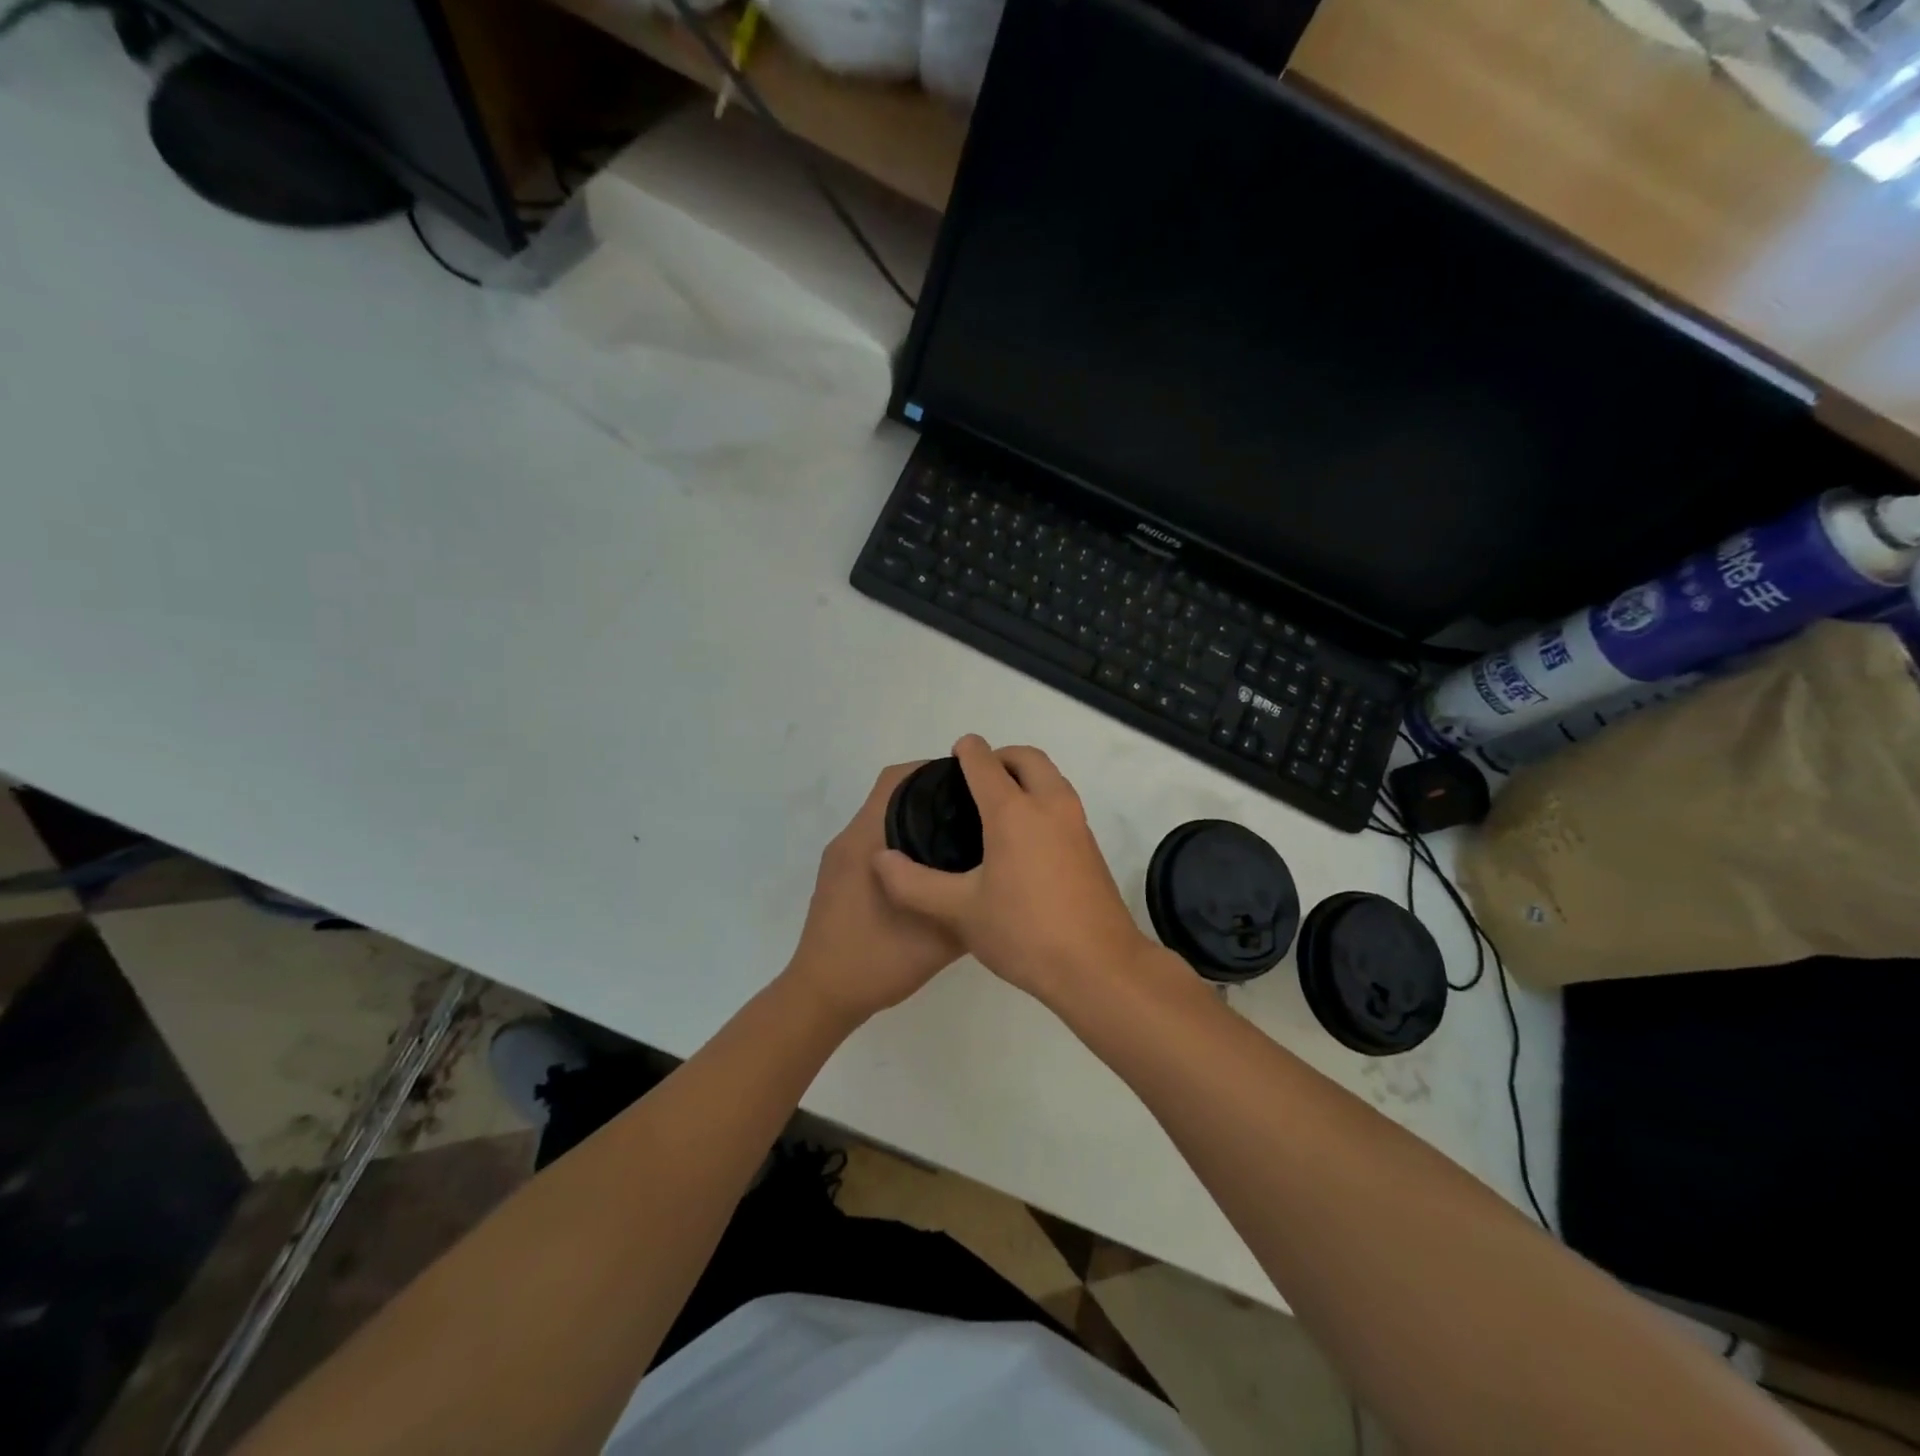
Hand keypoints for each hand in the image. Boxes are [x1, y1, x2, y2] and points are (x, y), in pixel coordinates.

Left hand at [785, 762, 964, 1025]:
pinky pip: (876, 841)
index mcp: (867, 841)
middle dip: (932, 792)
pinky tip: (933, 867)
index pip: (897, 780)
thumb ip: (968, 905)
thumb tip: (997, 880)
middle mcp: (850, 840)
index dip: (932, 770)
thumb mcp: (937, 938)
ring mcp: (841, 860)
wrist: (822, 996)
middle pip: (892, 794)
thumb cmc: (875, 961)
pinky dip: (903, 840)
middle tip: (975, 807)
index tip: (971, 781)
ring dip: (917, 817)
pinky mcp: (839, 878)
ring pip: (883, 818)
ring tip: (961, 833)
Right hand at [873, 735, 1155, 1001]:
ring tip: (997, 804)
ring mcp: (1077, 824)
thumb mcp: (960, 911)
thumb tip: (881, 859)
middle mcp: (1050, 806)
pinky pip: (1063, 803)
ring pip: (1051, 778)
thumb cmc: (1025, 932)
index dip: (967, 750)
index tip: (954, 753)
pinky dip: (1042, 799)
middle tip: (976, 777)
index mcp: (1014, 812)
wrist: (1099, 967)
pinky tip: (1023, 838)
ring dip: (1026, 776)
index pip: (986, 763)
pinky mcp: (1091, 847)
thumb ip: (913, 884)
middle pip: (1028, 758)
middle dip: (1001, 756)